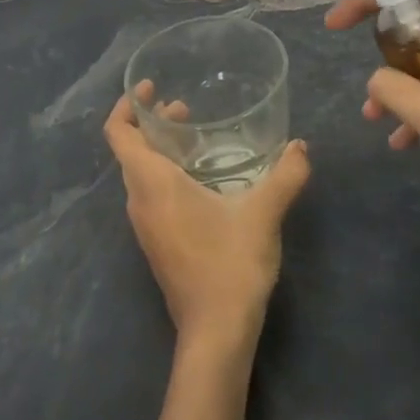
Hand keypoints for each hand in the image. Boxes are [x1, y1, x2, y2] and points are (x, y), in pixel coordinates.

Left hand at [104, 85, 310, 356]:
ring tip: (196, 139)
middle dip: (151, 124)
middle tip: (185, 109)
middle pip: (130, 150)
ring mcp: (145, 225)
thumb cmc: (230, 264)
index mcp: (152, 184)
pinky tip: (202, 180)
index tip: (149, 87)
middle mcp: (139, 201)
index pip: (119, 134)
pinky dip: (166, 174)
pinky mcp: (157, 242)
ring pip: (141, 174)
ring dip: (160, 150)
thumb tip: (301, 146)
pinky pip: (151, 195)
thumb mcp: (263, 214)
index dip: (126, 105)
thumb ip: (285, 175)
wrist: (215, 331)